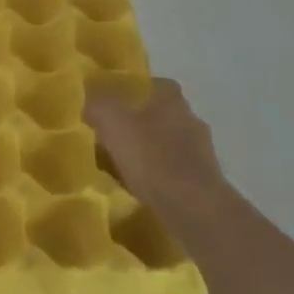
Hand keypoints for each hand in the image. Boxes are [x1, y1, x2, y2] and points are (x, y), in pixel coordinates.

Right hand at [84, 78, 234, 231]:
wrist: (193, 208)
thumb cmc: (153, 158)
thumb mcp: (114, 124)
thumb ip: (99, 105)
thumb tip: (89, 99)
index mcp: (173, 100)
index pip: (157, 85)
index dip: (135, 92)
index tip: (115, 104)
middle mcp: (191, 120)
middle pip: (163, 115)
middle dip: (141, 124)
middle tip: (114, 137)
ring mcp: (202, 152)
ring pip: (169, 145)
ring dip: (151, 152)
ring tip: (124, 167)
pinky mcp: (204, 182)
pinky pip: (176, 172)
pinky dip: (160, 177)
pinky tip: (142, 189)